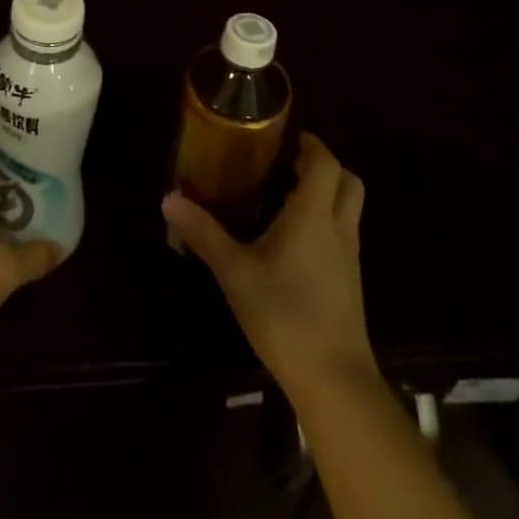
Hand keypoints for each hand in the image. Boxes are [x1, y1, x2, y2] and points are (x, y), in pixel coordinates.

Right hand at [162, 132, 376, 401]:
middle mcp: (338, 229)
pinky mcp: (350, 283)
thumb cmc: (283, 315)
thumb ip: (203, 233)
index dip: (312, 145)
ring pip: (349, 209)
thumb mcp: (234, 272)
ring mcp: (349, 258)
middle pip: (348, 182)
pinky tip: (295, 242)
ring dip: (327, 194)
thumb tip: (169, 198)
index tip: (290, 138)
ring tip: (287, 198)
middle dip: (325, 166)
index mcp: (313, 216)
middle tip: (291, 165)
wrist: (334, 380)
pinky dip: (326, 222)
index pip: (326, 164)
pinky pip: (343, 235)